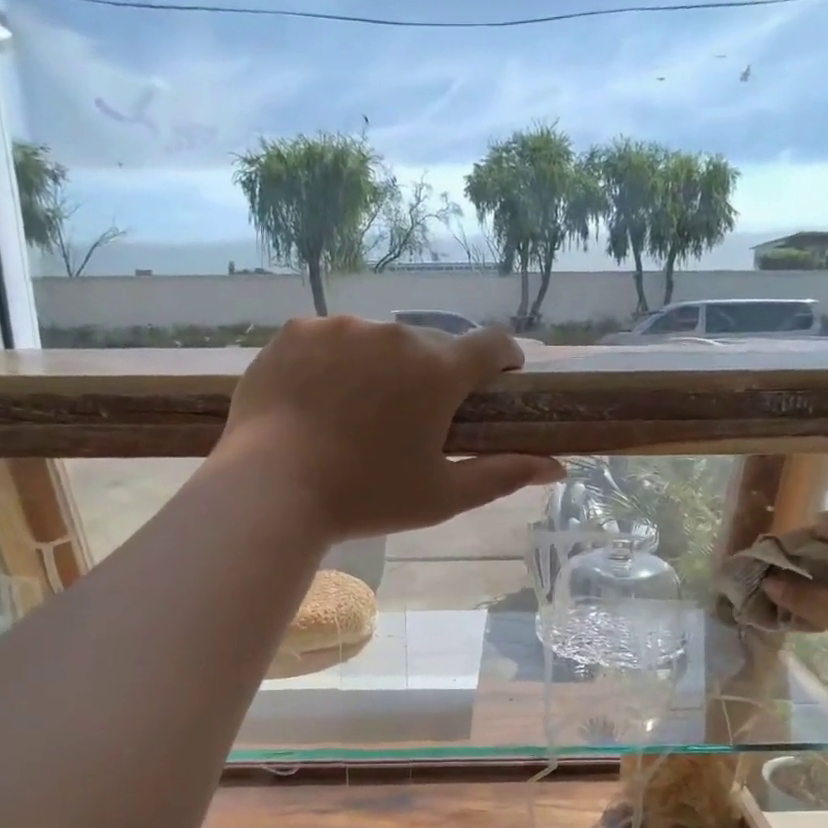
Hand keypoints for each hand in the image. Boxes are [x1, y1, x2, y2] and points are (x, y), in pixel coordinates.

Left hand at [215, 316, 564, 541]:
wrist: (271, 491)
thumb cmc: (366, 499)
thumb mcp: (442, 496)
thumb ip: (502, 475)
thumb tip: (556, 467)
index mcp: (437, 371)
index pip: (492, 344)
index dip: (503, 360)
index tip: (498, 380)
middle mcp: (394, 335)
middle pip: (430, 346)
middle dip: (431, 375)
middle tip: (411, 419)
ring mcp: (340, 328)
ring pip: (377, 341)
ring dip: (379, 367)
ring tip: (355, 412)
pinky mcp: (296, 332)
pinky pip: (329, 339)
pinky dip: (333, 362)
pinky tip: (318, 399)